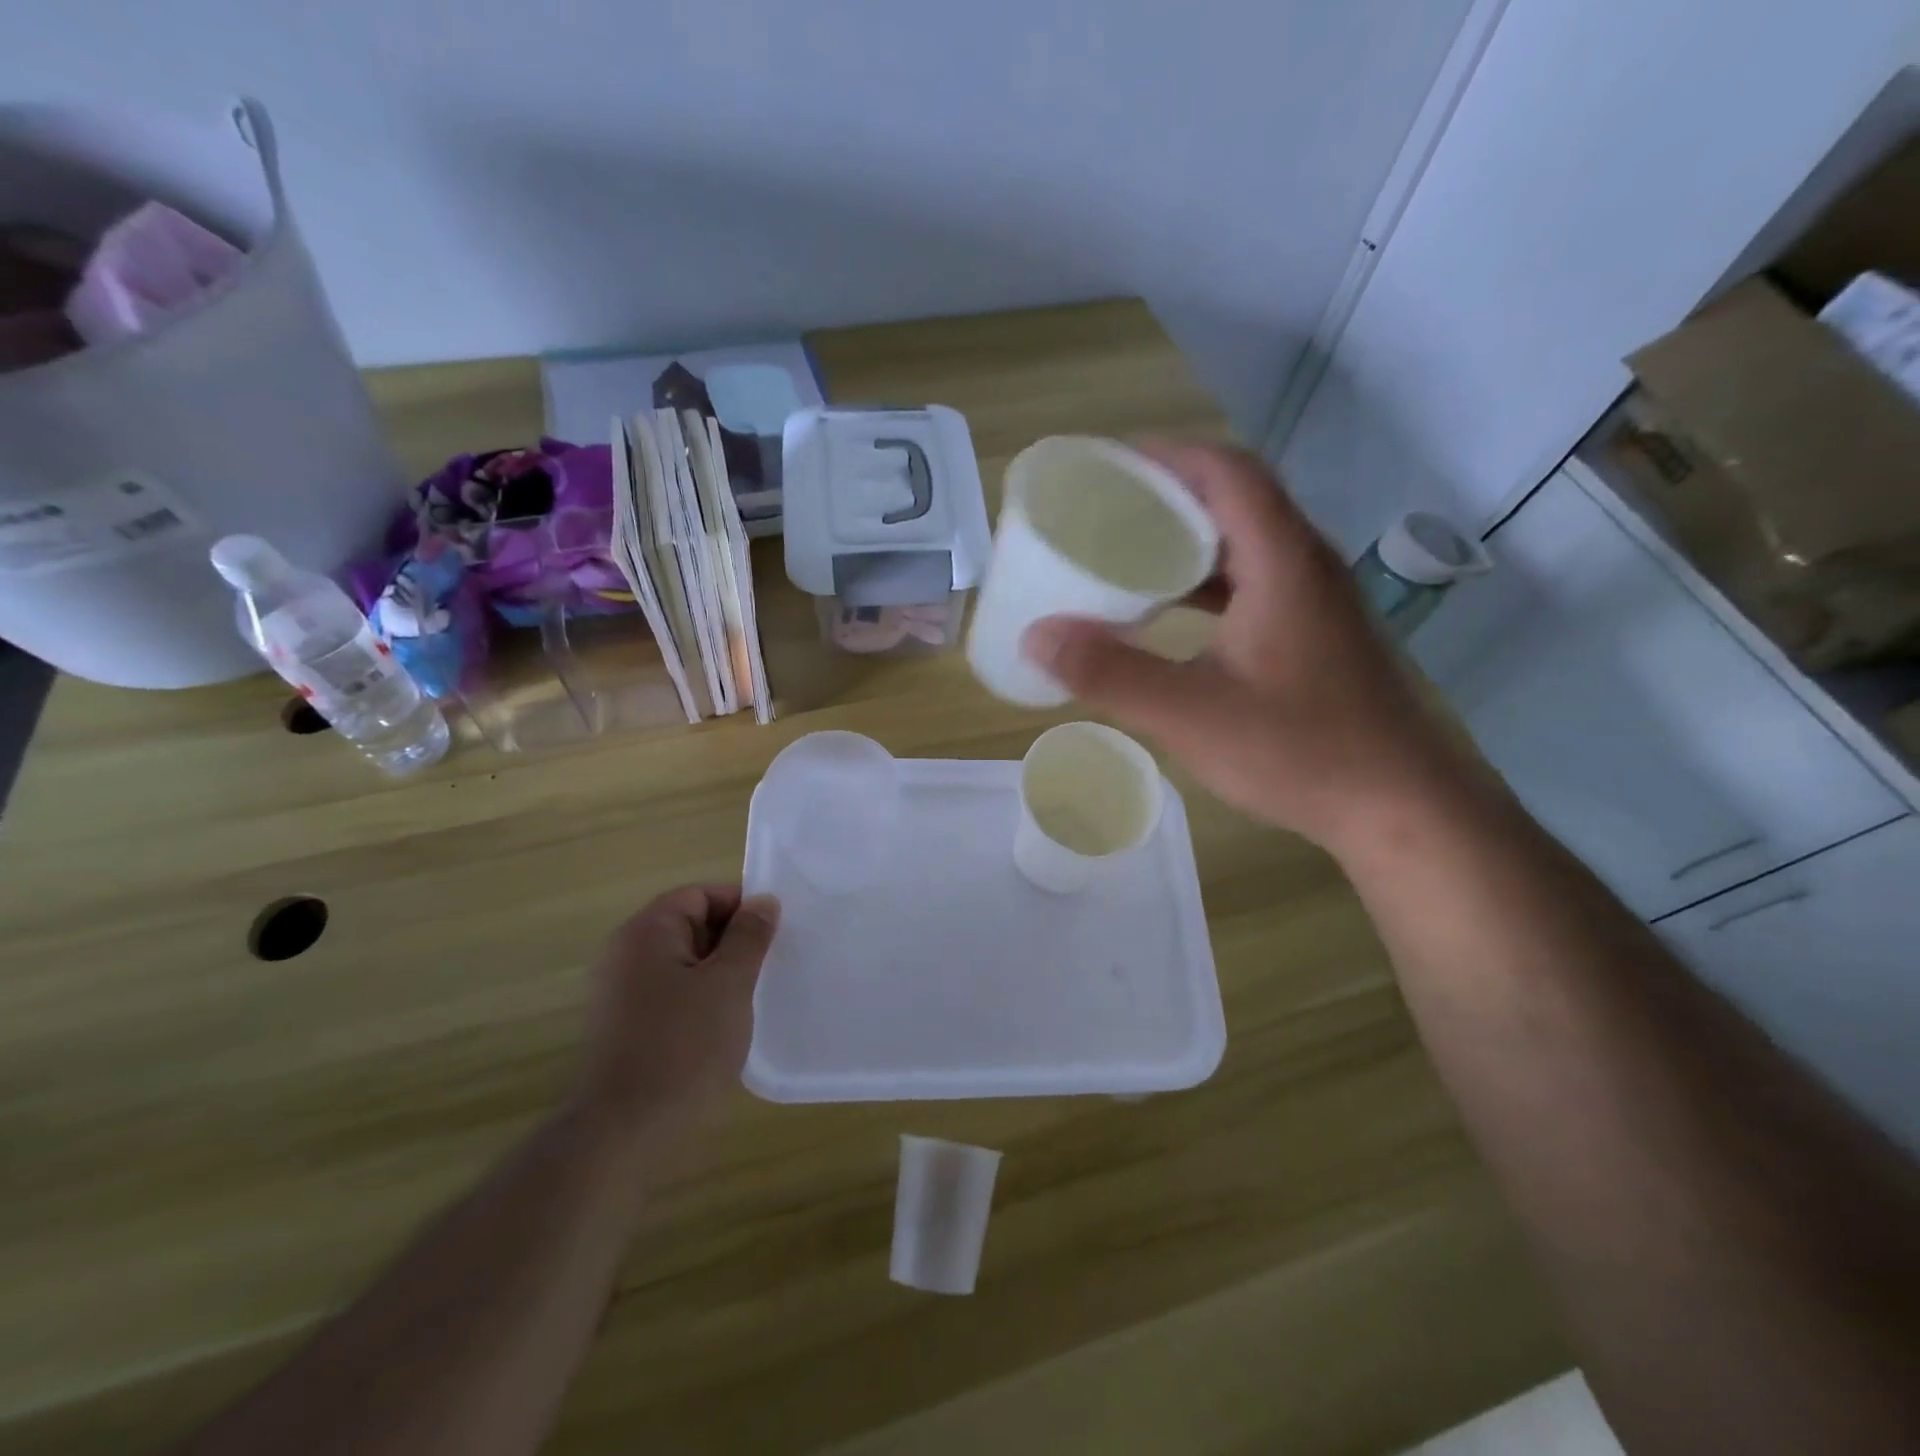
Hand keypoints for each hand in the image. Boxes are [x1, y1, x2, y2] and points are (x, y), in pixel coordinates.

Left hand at [574, 885, 780, 1138]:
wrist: (625, 1133)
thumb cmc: (683, 1046)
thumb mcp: (728, 983)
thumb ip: (749, 936)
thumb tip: (763, 901)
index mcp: (646, 933)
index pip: (699, 895)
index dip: (740, 906)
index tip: (774, 932)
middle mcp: (626, 954)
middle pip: (690, 925)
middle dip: (733, 940)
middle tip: (770, 964)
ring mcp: (622, 993)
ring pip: (685, 963)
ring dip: (720, 973)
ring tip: (754, 996)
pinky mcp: (626, 1028)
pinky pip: (672, 994)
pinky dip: (701, 1000)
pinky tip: (726, 1026)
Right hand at [1021, 441, 1461, 851]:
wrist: (1401, 806)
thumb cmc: (1301, 751)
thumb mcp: (1191, 715)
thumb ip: (1111, 674)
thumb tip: (1036, 637)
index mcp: (1282, 562)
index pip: (1226, 472)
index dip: (1165, 455)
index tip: (1107, 468)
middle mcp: (1305, 564)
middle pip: (1235, 497)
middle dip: (1167, 495)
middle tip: (1103, 512)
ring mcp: (1317, 599)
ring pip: (1245, 541)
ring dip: (1187, 539)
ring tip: (1127, 554)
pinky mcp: (1317, 631)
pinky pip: (1254, 580)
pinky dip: (1206, 581)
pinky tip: (1171, 613)